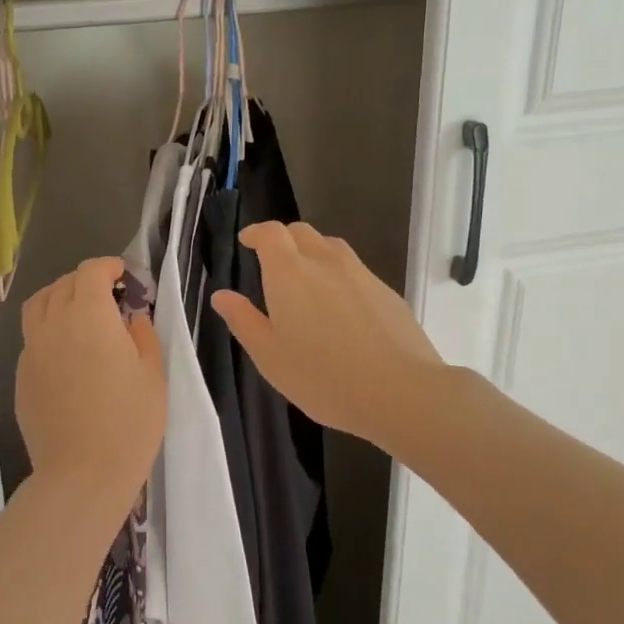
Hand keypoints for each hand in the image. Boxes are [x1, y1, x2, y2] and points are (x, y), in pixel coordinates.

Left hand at [16, 257, 165, 498]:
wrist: (83, 474)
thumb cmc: (129, 422)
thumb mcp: (152, 374)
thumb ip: (141, 334)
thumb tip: (130, 317)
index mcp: (89, 316)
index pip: (91, 272)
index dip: (108, 266)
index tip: (123, 275)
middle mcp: (54, 324)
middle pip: (63, 284)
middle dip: (86, 281)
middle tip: (108, 296)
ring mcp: (32, 350)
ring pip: (38, 306)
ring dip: (59, 298)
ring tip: (79, 314)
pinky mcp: (21, 376)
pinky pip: (32, 338)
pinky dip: (48, 330)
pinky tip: (67, 353)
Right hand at [211, 222, 448, 448]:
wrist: (400, 391)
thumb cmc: (322, 377)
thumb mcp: (269, 356)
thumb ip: (243, 321)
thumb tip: (222, 295)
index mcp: (289, 273)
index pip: (271, 233)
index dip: (257, 232)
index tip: (247, 241)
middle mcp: (325, 262)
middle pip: (301, 233)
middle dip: (283, 239)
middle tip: (272, 262)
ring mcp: (360, 274)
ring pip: (331, 247)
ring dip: (313, 253)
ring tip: (307, 280)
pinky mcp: (387, 292)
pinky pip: (355, 270)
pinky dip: (339, 275)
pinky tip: (340, 308)